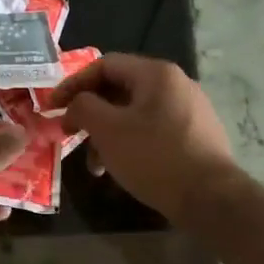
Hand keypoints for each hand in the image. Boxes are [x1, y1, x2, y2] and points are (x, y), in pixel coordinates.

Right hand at [46, 55, 239, 223]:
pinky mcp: (196, 134)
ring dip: (108, 133)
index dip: (73, 84)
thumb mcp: (108, 130)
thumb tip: (76, 103)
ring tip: (95, 165)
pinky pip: (153, 129)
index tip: (52, 107)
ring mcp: (190, 109)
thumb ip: (83, 107)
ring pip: (136, 113)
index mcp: (156, 73)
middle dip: (90, 113)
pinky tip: (121, 168)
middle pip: (120, 89)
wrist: (211, 198)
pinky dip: (131, 142)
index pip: (104, 65)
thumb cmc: (154, 157)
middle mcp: (176, 83)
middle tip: (70, 135)